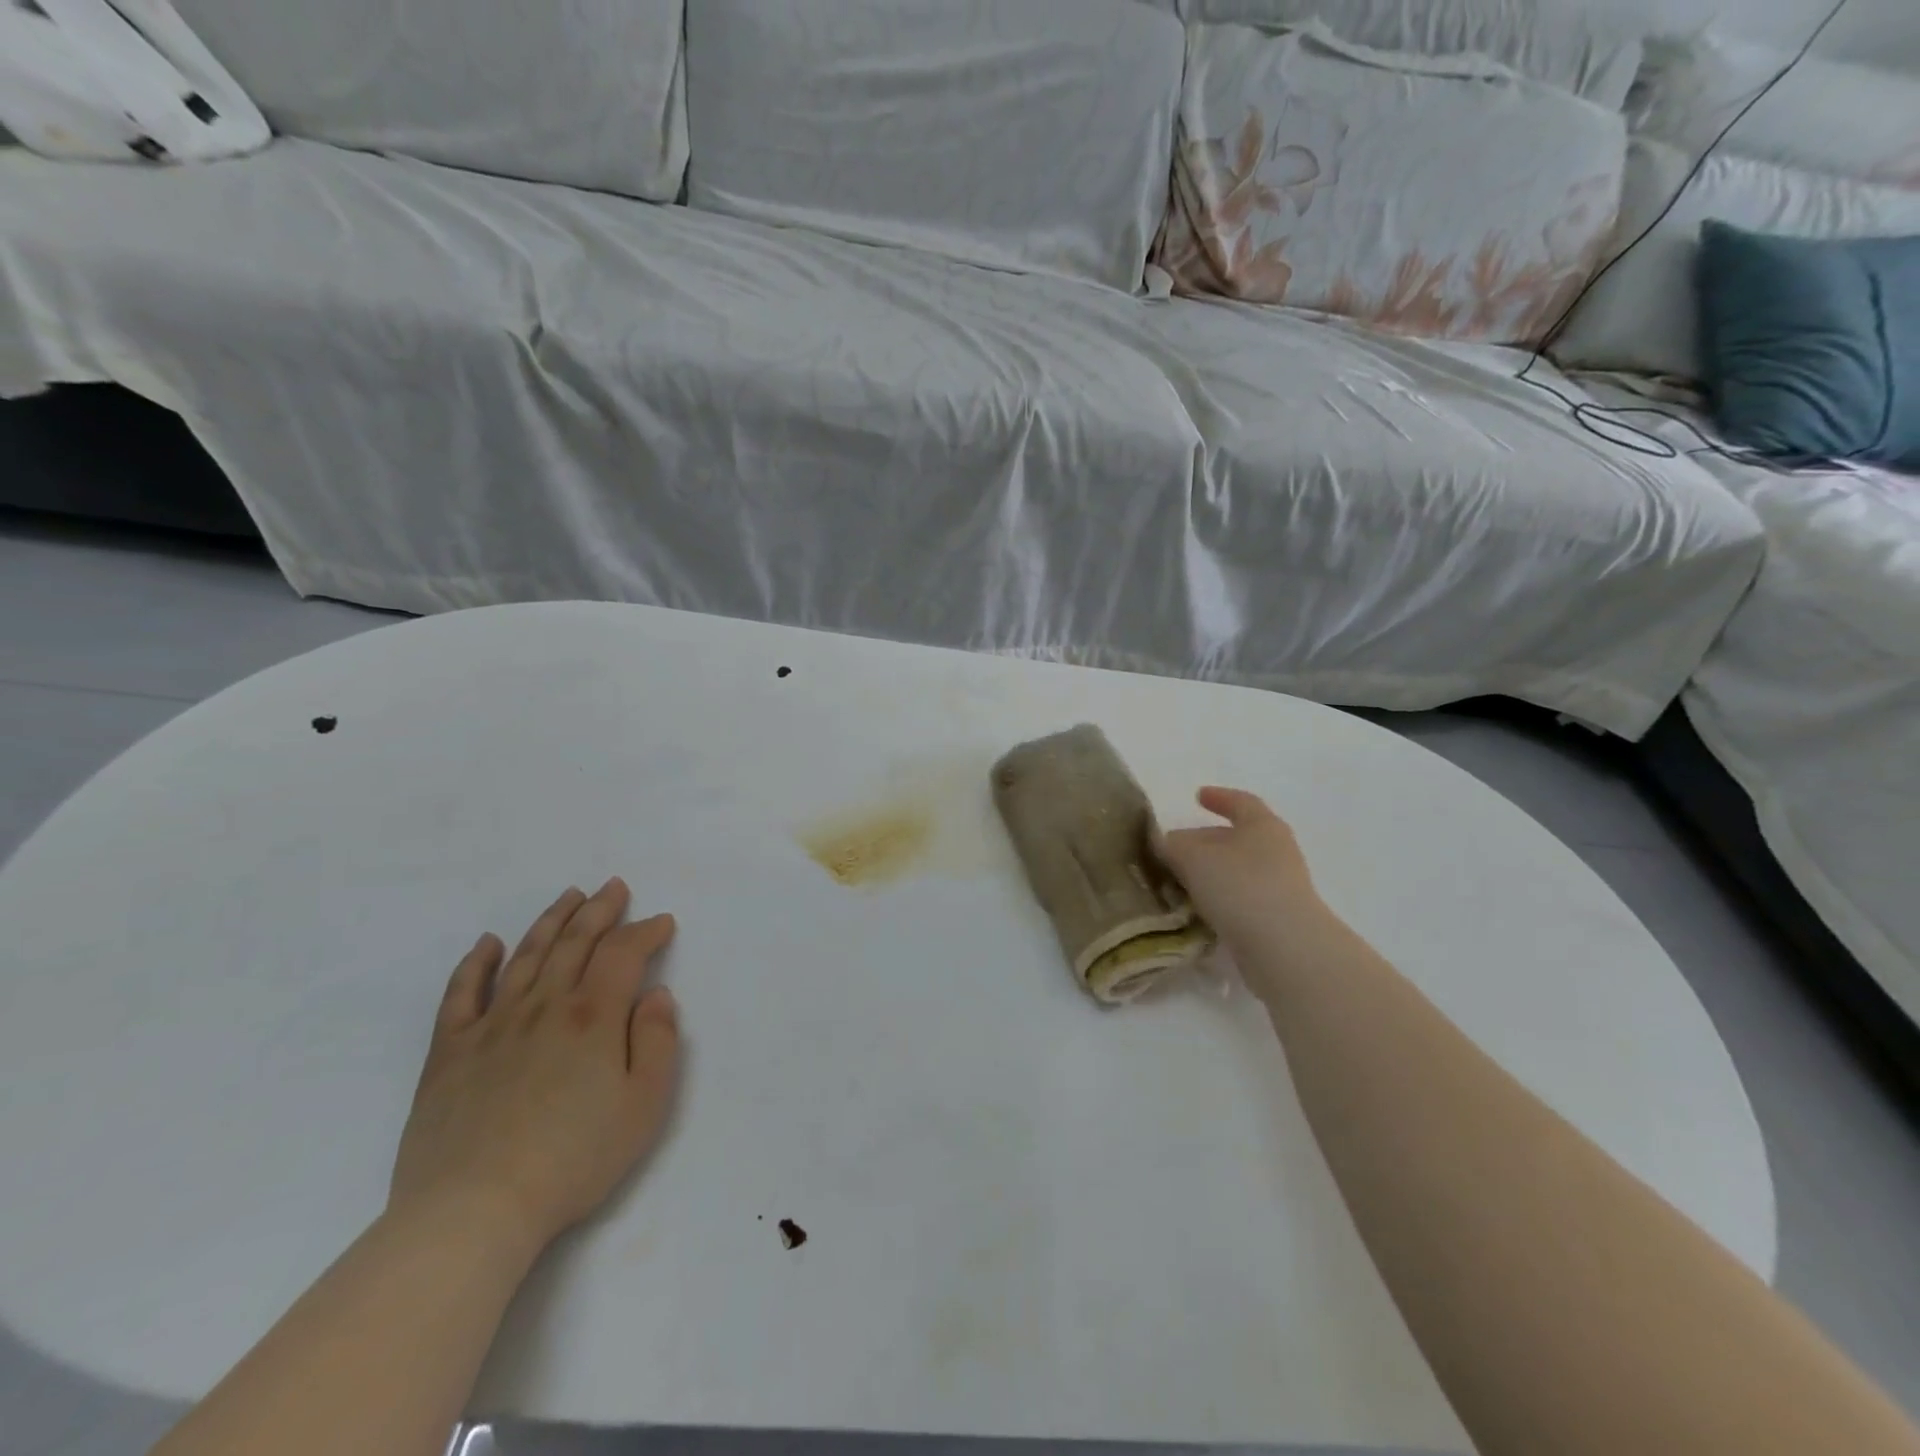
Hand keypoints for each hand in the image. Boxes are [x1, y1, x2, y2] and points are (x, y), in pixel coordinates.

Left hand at [388, 879, 680, 1254]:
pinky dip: (475, 964)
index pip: (623, 953)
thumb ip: (658, 1041)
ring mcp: (492, 1026)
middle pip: (575, 942)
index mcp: (593, 1016)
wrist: (473, 1211)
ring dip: (551, 921)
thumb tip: (656, 995)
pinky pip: (461, 995)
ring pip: (525, 956)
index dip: (645, 931)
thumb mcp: (644, 1104)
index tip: (661, 922)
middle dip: (599, 910)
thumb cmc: (574, 1158)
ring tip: (569, 896)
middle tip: (613, 887)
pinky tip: (487, 943)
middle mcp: (544, 1006)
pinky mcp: (449, 1053)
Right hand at [1158, 787, 1335, 960]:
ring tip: (1177, 882)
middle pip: (1236, 839)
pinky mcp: (1276, 920)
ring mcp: (1280, 887)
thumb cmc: (1240, 887)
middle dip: (1204, 842)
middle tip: (1172, 850)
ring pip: (1236, 872)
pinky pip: (1240, 901)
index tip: (1197, 796)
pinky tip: (1194, 911)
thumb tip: (1164, 843)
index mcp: (1263, 826)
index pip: (1241, 802)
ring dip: (1208, 874)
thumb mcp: (1192, 857)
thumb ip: (1172, 845)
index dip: (1219, 797)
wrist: (1285, 949)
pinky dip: (1218, 900)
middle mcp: (1276, 852)